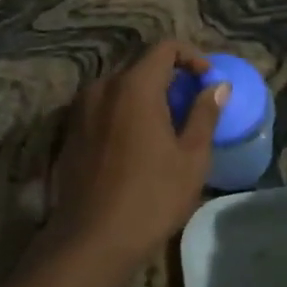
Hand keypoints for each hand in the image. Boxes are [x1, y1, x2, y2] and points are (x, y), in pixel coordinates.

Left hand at [47, 42, 226, 271]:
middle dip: (168, 78)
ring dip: (144, 96)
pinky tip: (134, 144)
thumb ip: (204, 114)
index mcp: (134, 85)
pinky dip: (122, 112)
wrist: (91, 239)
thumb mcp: (191, 158)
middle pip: (140, 66)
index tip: (206, 79)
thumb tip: (217, 86)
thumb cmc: (150, 196)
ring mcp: (81, 108)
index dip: (191, 56)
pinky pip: (102, 107)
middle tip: (189, 105)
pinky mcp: (69, 130)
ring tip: (164, 127)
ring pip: (119, 87)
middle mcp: (103, 86)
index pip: (164, 48)